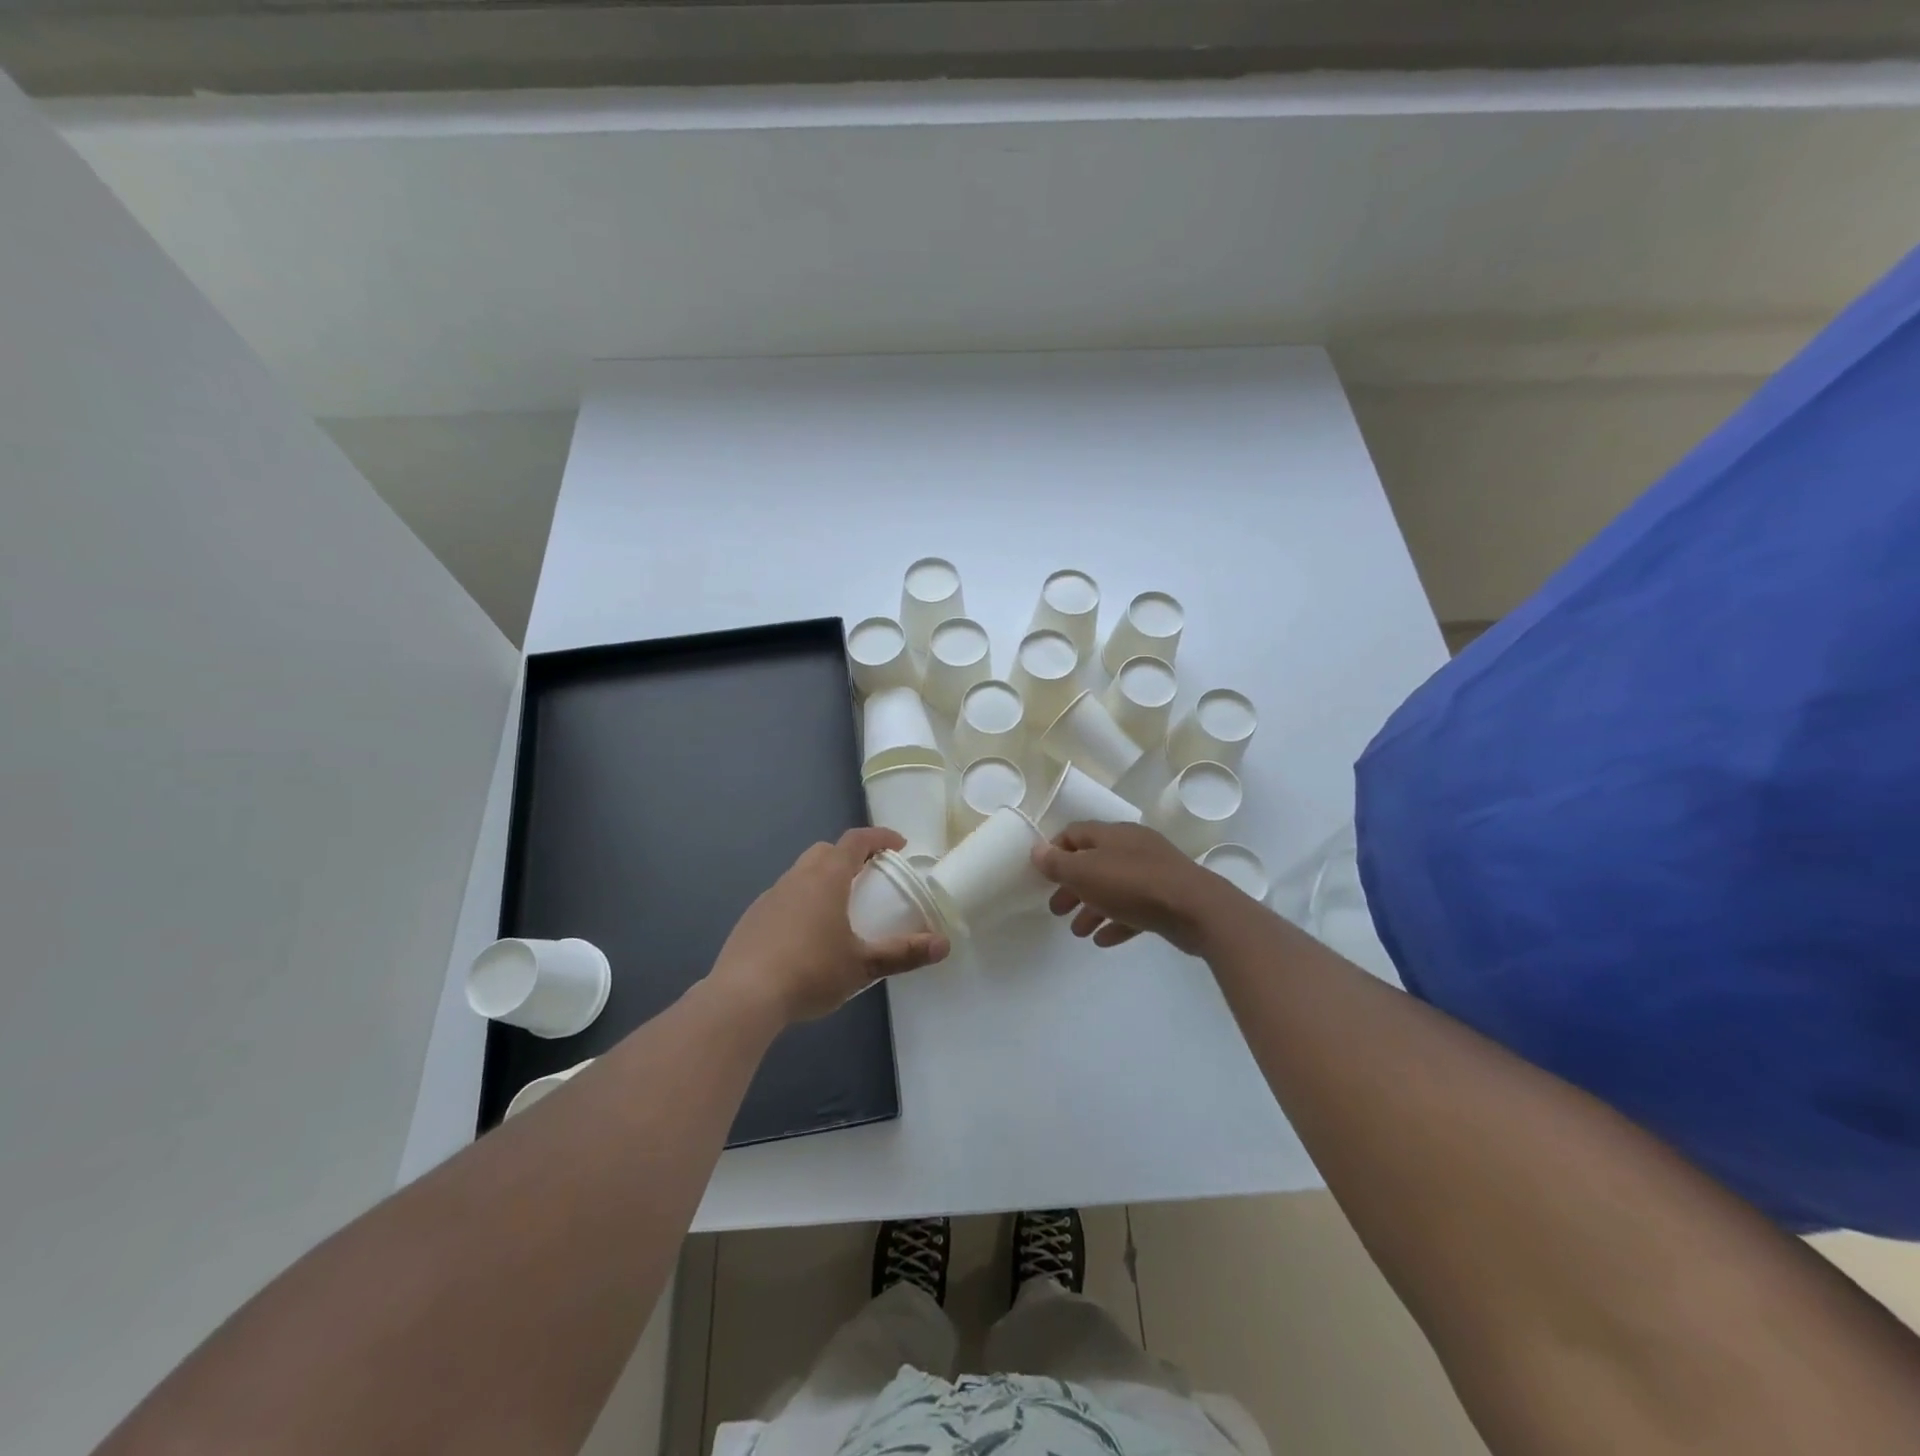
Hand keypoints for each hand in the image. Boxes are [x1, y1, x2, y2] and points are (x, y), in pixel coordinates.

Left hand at [709, 827, 949, 1025]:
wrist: (742, 997)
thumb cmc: (810, 972)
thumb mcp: (863, 966)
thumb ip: (904, 953)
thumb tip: (943, 945)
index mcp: (826, 878)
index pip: (856, 841)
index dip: (879, 837)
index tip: (898, 845)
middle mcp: (796, 878)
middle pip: (825, 851)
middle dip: (849, 856)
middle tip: (868, 876)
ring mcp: (769, 897)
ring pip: (801, 874)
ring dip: (822, 880)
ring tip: (839, 910)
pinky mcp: (751, 919)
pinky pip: (783, 898)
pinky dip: (801, 903)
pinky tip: (805, 937)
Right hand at [1031, 821, 1240, 954]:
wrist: (1196, 909)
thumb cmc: (1133, 885)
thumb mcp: (1086, 872)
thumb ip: (1058, 863)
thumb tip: (1036, 850)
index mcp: (1112, 834)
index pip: (1075, 833)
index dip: (1055, 851)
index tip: (1041, 875)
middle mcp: (1132, 848)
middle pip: (1093, 863)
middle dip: (1072, 886)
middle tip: (1056, 909)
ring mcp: (1153, 873)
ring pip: (1113, 887)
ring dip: (1091, 908)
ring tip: (1078, 932)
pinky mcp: (1167, 899)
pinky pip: (1134, 909)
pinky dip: (1116, 922)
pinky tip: (1103, 940)